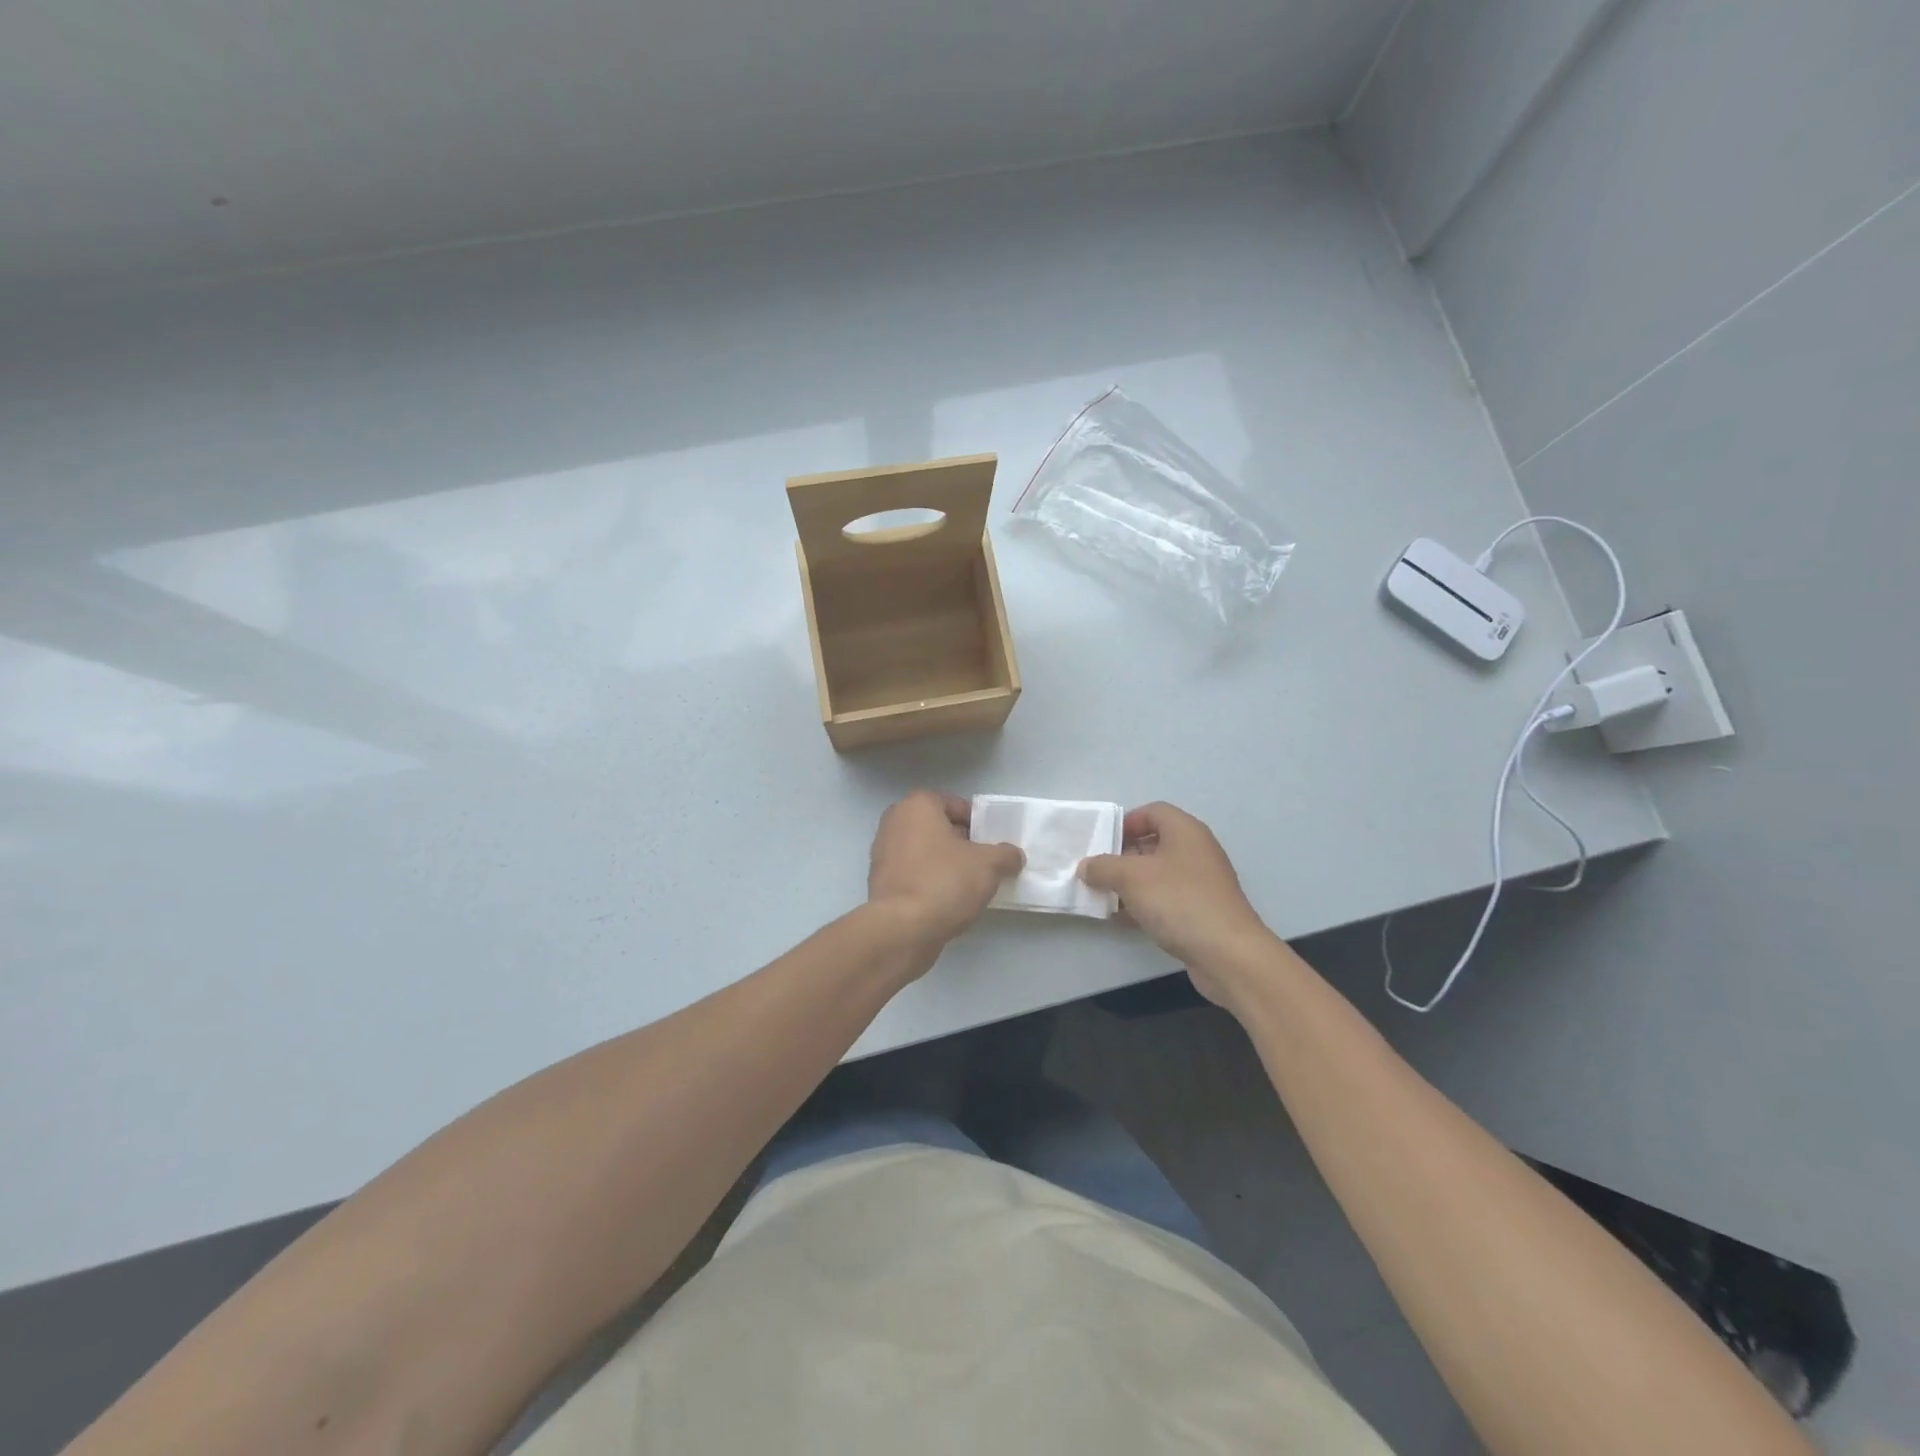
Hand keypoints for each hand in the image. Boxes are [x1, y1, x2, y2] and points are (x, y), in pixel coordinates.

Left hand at [867, 791, 1024, 947]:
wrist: (902, 929)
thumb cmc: (945, 882)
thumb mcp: (989, 865)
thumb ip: (1005, 855)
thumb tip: (1012, 856)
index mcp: (917, 806)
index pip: (956, 805)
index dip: (978, 823)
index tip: (991, 844)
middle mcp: (895, 822)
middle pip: (938, 827)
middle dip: (961, 843)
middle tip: (983, 863)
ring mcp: (882, 853)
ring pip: (924, 851)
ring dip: (945, 864)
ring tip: (968, 885)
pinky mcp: (880, 882)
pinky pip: (913, 873)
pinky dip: (929, 881)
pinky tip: (946, 901)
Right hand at [1079, 803, 1274, 1007]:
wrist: (1228, 954)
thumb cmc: (1179, 901)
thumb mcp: (1131, 877)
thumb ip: (1103, 867)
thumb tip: (1086, 866)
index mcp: (1185, 831)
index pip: (1153, 811)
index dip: (1126, 821)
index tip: (1103, 841)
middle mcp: (1196, 851)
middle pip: (1154, 843)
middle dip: (1122, 856)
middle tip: (1097, 870)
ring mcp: (1201, 883)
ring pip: (1158, 874)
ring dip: (1130, 884)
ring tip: (1103, 896)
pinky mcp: (1201, 912)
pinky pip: (1166, 899)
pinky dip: (1144, 904)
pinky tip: (1122, 920)